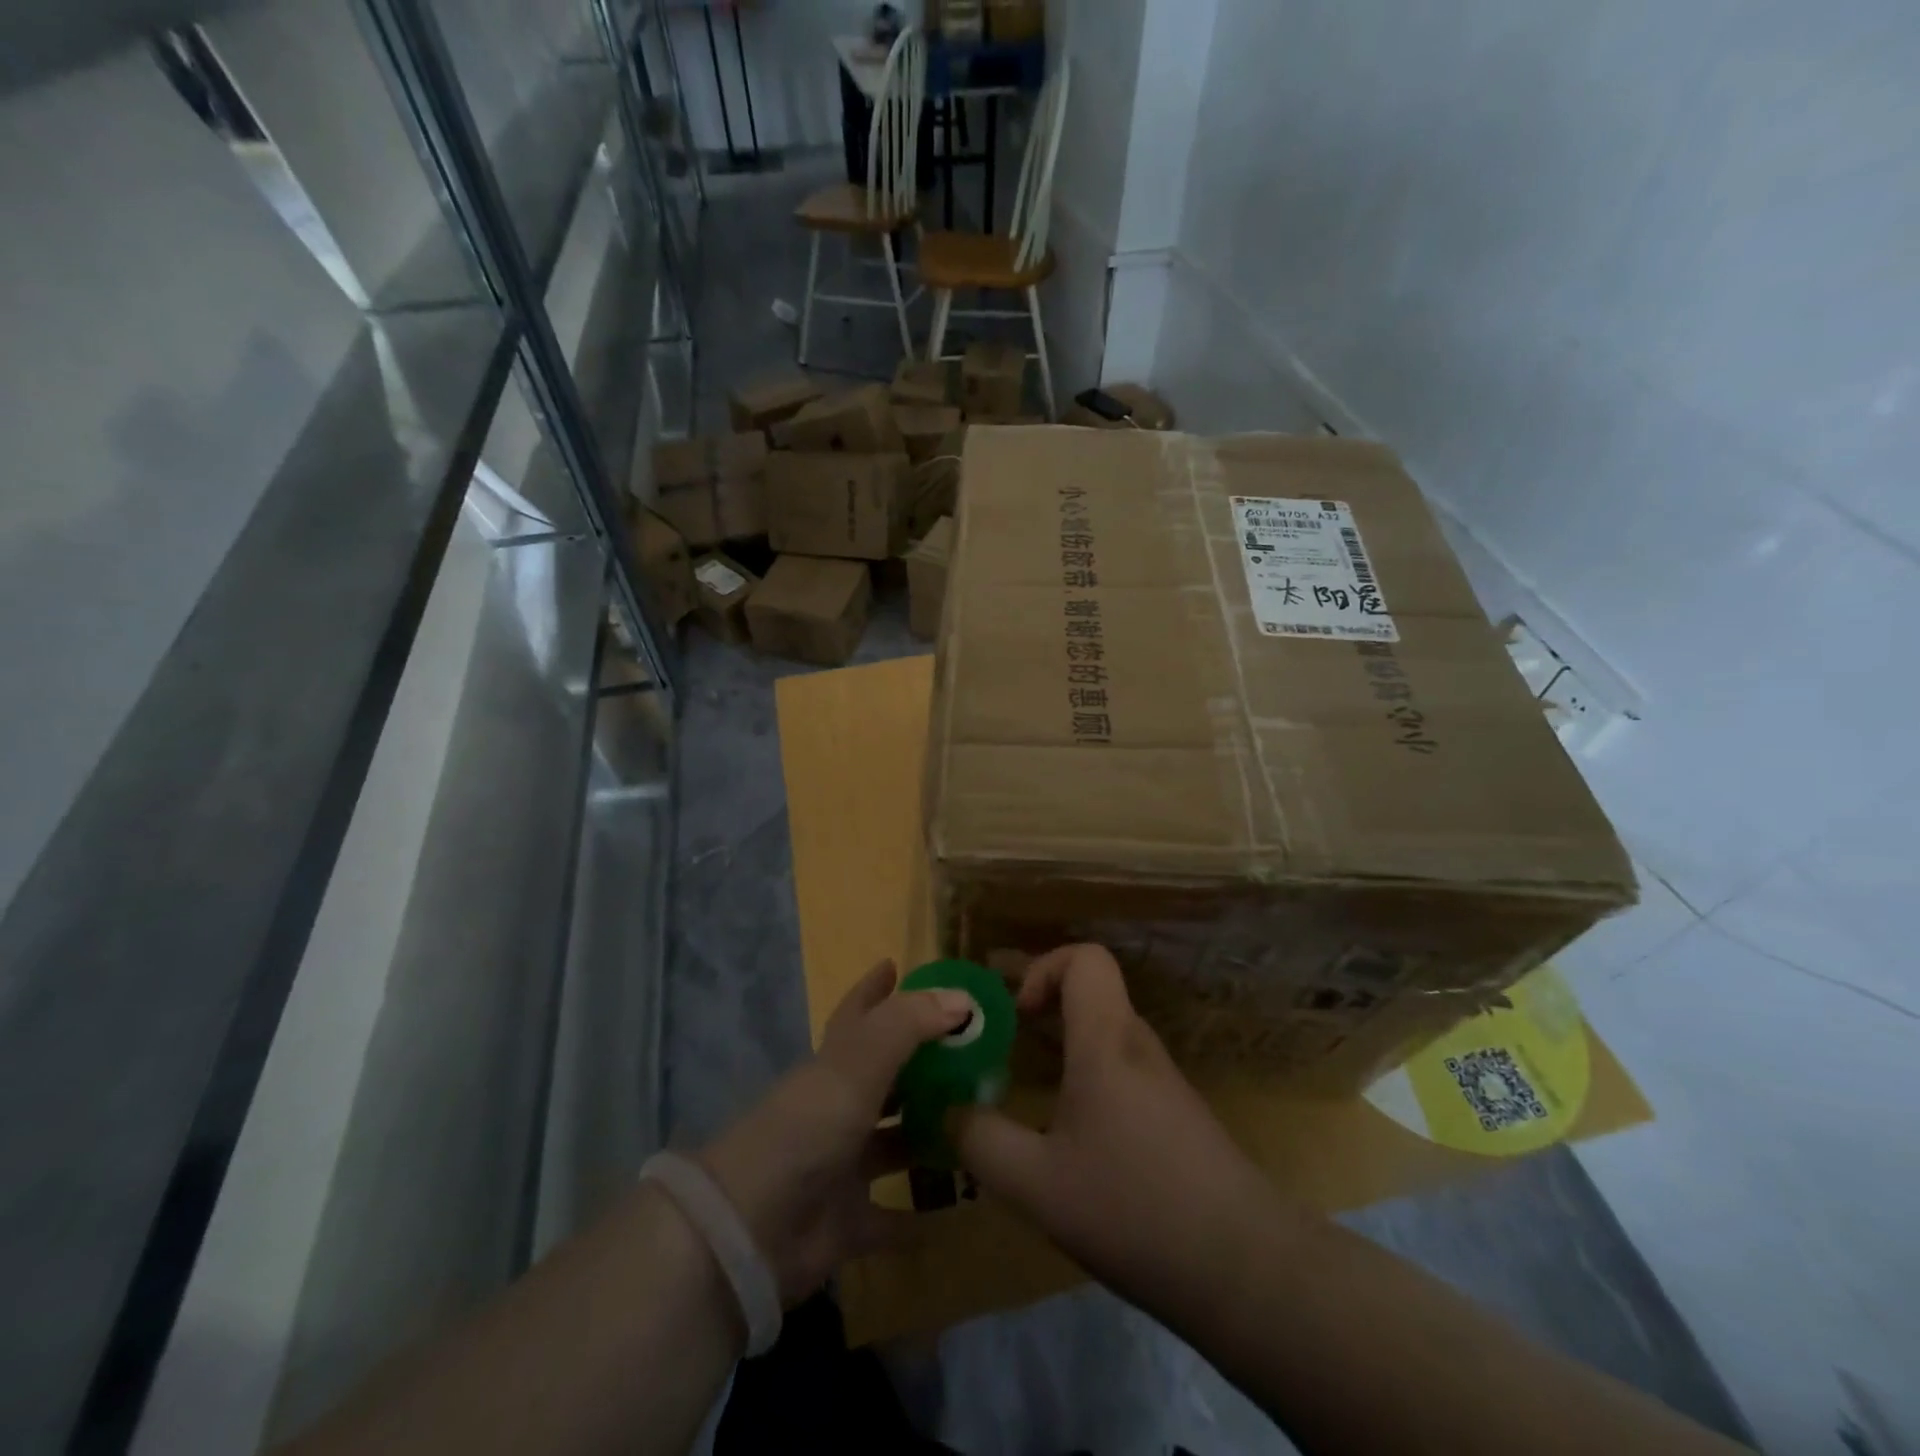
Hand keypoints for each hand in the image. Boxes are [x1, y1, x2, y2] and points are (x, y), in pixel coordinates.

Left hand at [698, 961, 970, 1305]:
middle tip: (971, 1055)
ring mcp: (842, 1165)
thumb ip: (909, 1025)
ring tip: (980, 1126)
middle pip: (886, 1078)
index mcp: (835, 1064)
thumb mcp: (858, 1063)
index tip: (896, 965)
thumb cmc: (808, 1127)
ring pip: (894, 1143)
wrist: (751, 1228)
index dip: (875, 988)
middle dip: (922, 1065)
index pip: (858, 1013)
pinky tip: (958, 1209)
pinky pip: (892, 1219)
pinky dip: (920, 1218)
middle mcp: (839, 1107)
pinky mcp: (847, 1221)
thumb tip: (963, 998)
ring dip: (929, 1136)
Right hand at [954, 945, 1297, 1306]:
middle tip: (1003, 1051)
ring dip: (1063, 1051)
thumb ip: (980, 1141)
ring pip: (1105, 1037)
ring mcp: (1163, 1082)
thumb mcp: (1036, 1184)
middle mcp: (1137, 1046)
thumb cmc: (1134, 1208)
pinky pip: (1122, 1073)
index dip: (1044, 968)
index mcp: (1106, 1041)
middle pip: (1091, 995)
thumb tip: (946, 1112)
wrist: (1246, 1269)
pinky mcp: (1177, 1117)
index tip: (1017, 1015)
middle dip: (1041, 1011)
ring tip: (1027, 1096)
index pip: (1086, 958)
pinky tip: (1072, 1143)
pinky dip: (1088, 1084)